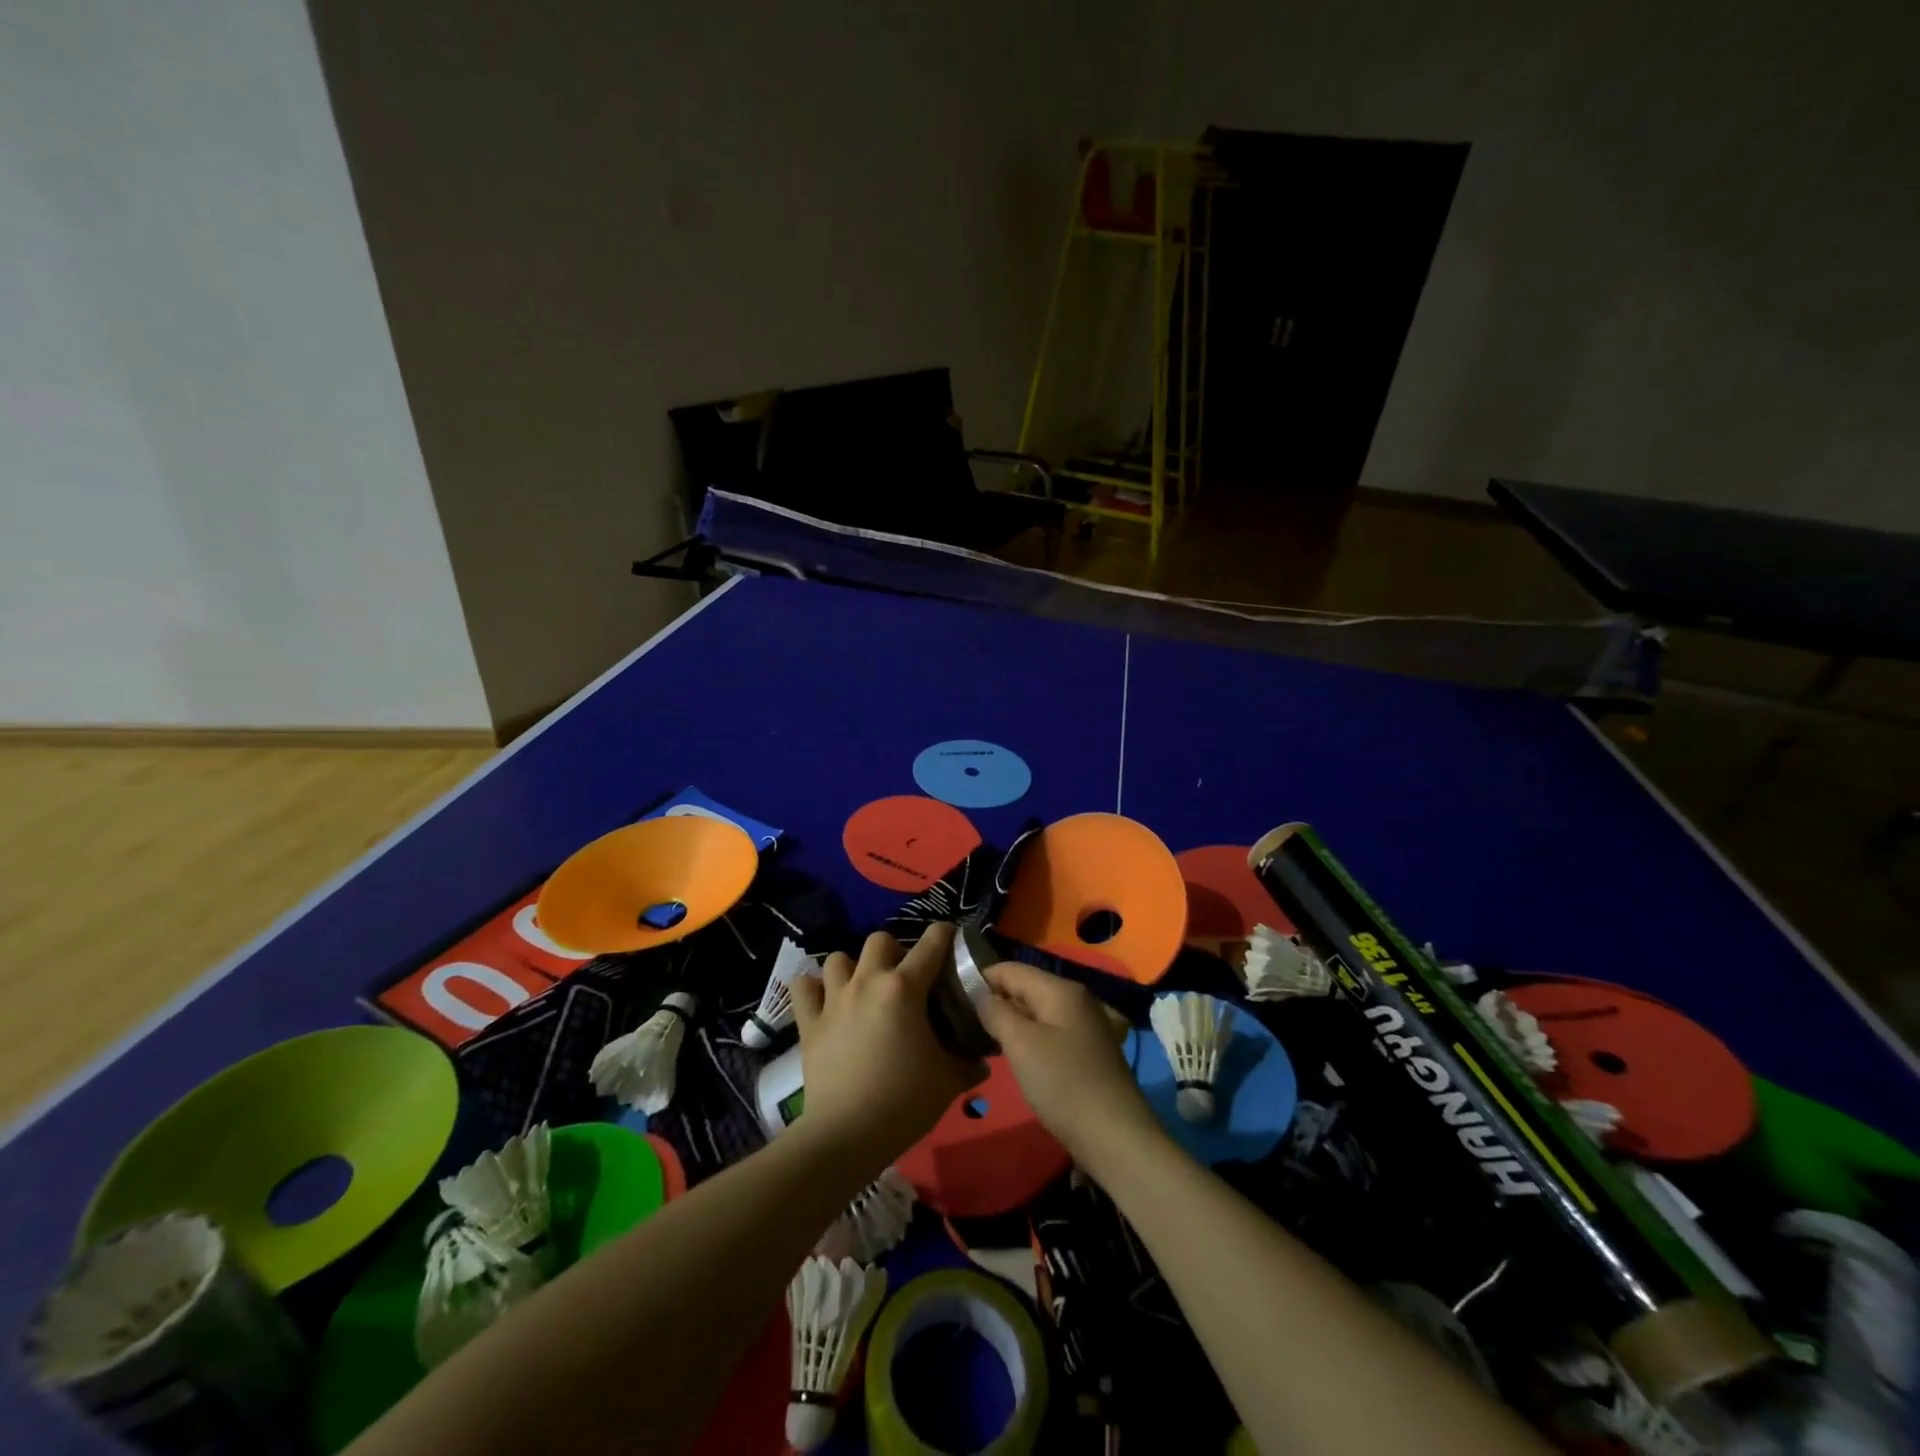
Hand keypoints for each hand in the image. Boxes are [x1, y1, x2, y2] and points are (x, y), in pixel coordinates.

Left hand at [790, 924, 984, 1175]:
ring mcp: (833, 1000)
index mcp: (904, 988)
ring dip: (852, 967)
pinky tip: (823, 999)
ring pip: (838, 958)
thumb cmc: (904, 1101)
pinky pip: (802, 988)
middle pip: (879, 940)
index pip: (931, 944)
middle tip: (904, 977)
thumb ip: (969, 1064)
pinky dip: (812, 988)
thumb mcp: (949, 1081)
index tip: (951, 937)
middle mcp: (867, 982)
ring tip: (862, 988)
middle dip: (894, 951)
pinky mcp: (808, 1022)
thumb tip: (983, 1061)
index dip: (945, 934)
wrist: (847, 1135)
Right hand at [975, 960, 1163, 1174]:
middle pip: (1025, 988)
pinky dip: (1028, 1038)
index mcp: (1061, 989)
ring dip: (1010, 1022)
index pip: (1011, 969)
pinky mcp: (1087, 1051)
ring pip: (1037, 1012)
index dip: (981, 978)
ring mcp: (1085, 1025)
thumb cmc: (1064, 1084)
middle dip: (995, 1001)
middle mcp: (1076, 999)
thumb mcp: (1021, 1044)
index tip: (952, 996)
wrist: (1115, 1137)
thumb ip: (996, 1012)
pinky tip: (1012, 1055)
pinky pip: (1049, 1031)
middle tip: (962, 1021)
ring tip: (980, 1038)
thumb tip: (980, 993)